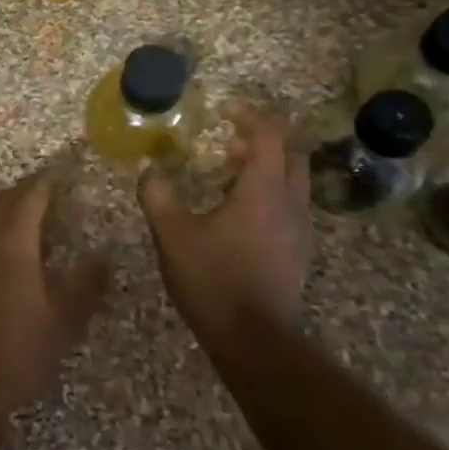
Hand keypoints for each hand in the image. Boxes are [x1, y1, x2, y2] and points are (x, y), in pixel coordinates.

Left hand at [0, 168, 108, 414]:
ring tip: (34, 219)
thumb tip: (102, 257)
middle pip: (4, 201)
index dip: (48, 181)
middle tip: (51, 191)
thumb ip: (85, 282)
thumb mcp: (64, 316)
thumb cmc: (19, 344)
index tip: (64, 174)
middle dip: (27, 192)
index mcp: (12, 238)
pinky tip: (10, 253)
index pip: (31, 195)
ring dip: (9, 211)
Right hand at [138, 101, 313, 336]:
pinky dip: (269, 190)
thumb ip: (157, 196)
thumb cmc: (213, 279)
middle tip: (229, 137)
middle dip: (263, 137)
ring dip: (266, 165)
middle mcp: (291, 202)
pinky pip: (290, 203)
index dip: (248, 115)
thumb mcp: (173, 235)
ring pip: (293, 179)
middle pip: (291, 152)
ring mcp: (300, 228)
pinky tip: (239, 209)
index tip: (224, 109)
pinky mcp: (298, 250)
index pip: (268, 135)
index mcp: (263, 189)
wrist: (255, 340)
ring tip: (228, 170)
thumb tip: (149, 170)